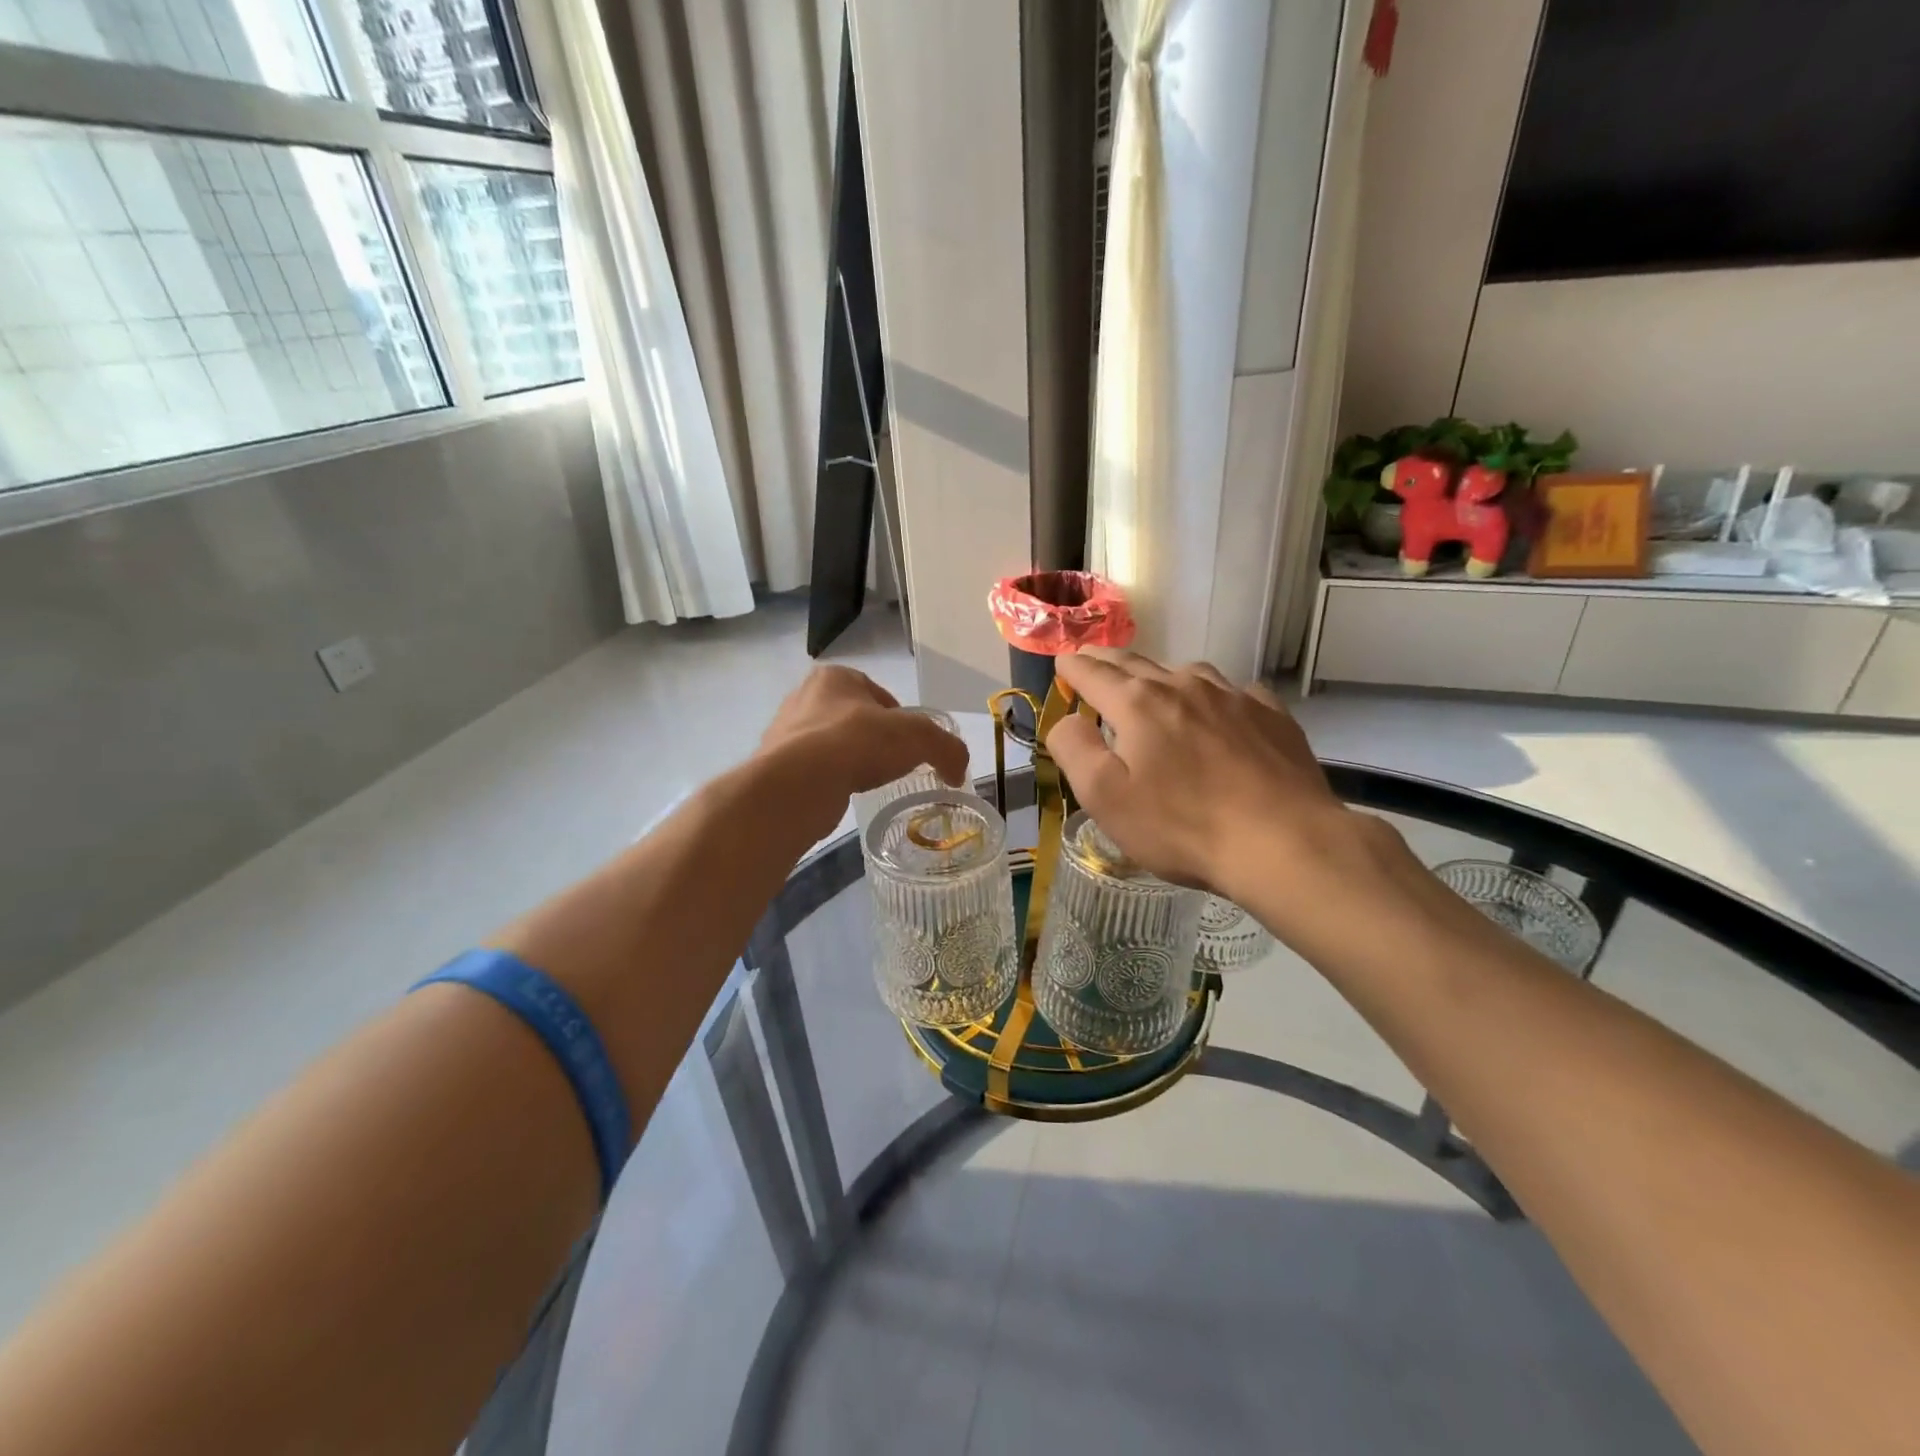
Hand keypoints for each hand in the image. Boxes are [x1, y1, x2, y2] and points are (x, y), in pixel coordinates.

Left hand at [755, 667, 969, 838]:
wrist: (798, 784)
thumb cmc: (858, 743)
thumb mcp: (919, 737)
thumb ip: (947, 748)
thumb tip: (957, 771)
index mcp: (836, 676)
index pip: (880, 696)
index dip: (901, 721)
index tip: (911, 747)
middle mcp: (805, 696)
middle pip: (855, 720)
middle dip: (874, 741)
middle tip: (892, 766)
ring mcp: (785, 731)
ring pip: (832, 745)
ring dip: (850, 761)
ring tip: (866, 782)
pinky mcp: (775, 765)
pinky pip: (814, 770)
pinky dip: (830, 781)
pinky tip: (841, 794)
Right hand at [1044, 649, 1355, 905]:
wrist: (1284, 842)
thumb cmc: (1182, 826)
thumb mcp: (1105, 797)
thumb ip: (1074, 749)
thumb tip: (1067, 719)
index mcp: (1138, 703)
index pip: (1093, 673)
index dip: (1073, 666)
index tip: (1062, 661)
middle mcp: (1183, 686)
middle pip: (1136, 664)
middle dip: (1108, 662)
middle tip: (1093, 660)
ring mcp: (1232, 696)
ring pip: (1186, 673)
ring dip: (1160, 676)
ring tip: (1153, 687)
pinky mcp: (1271, 715)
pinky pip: (1232, 693)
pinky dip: (1212, 696)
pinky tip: (1217, 712)